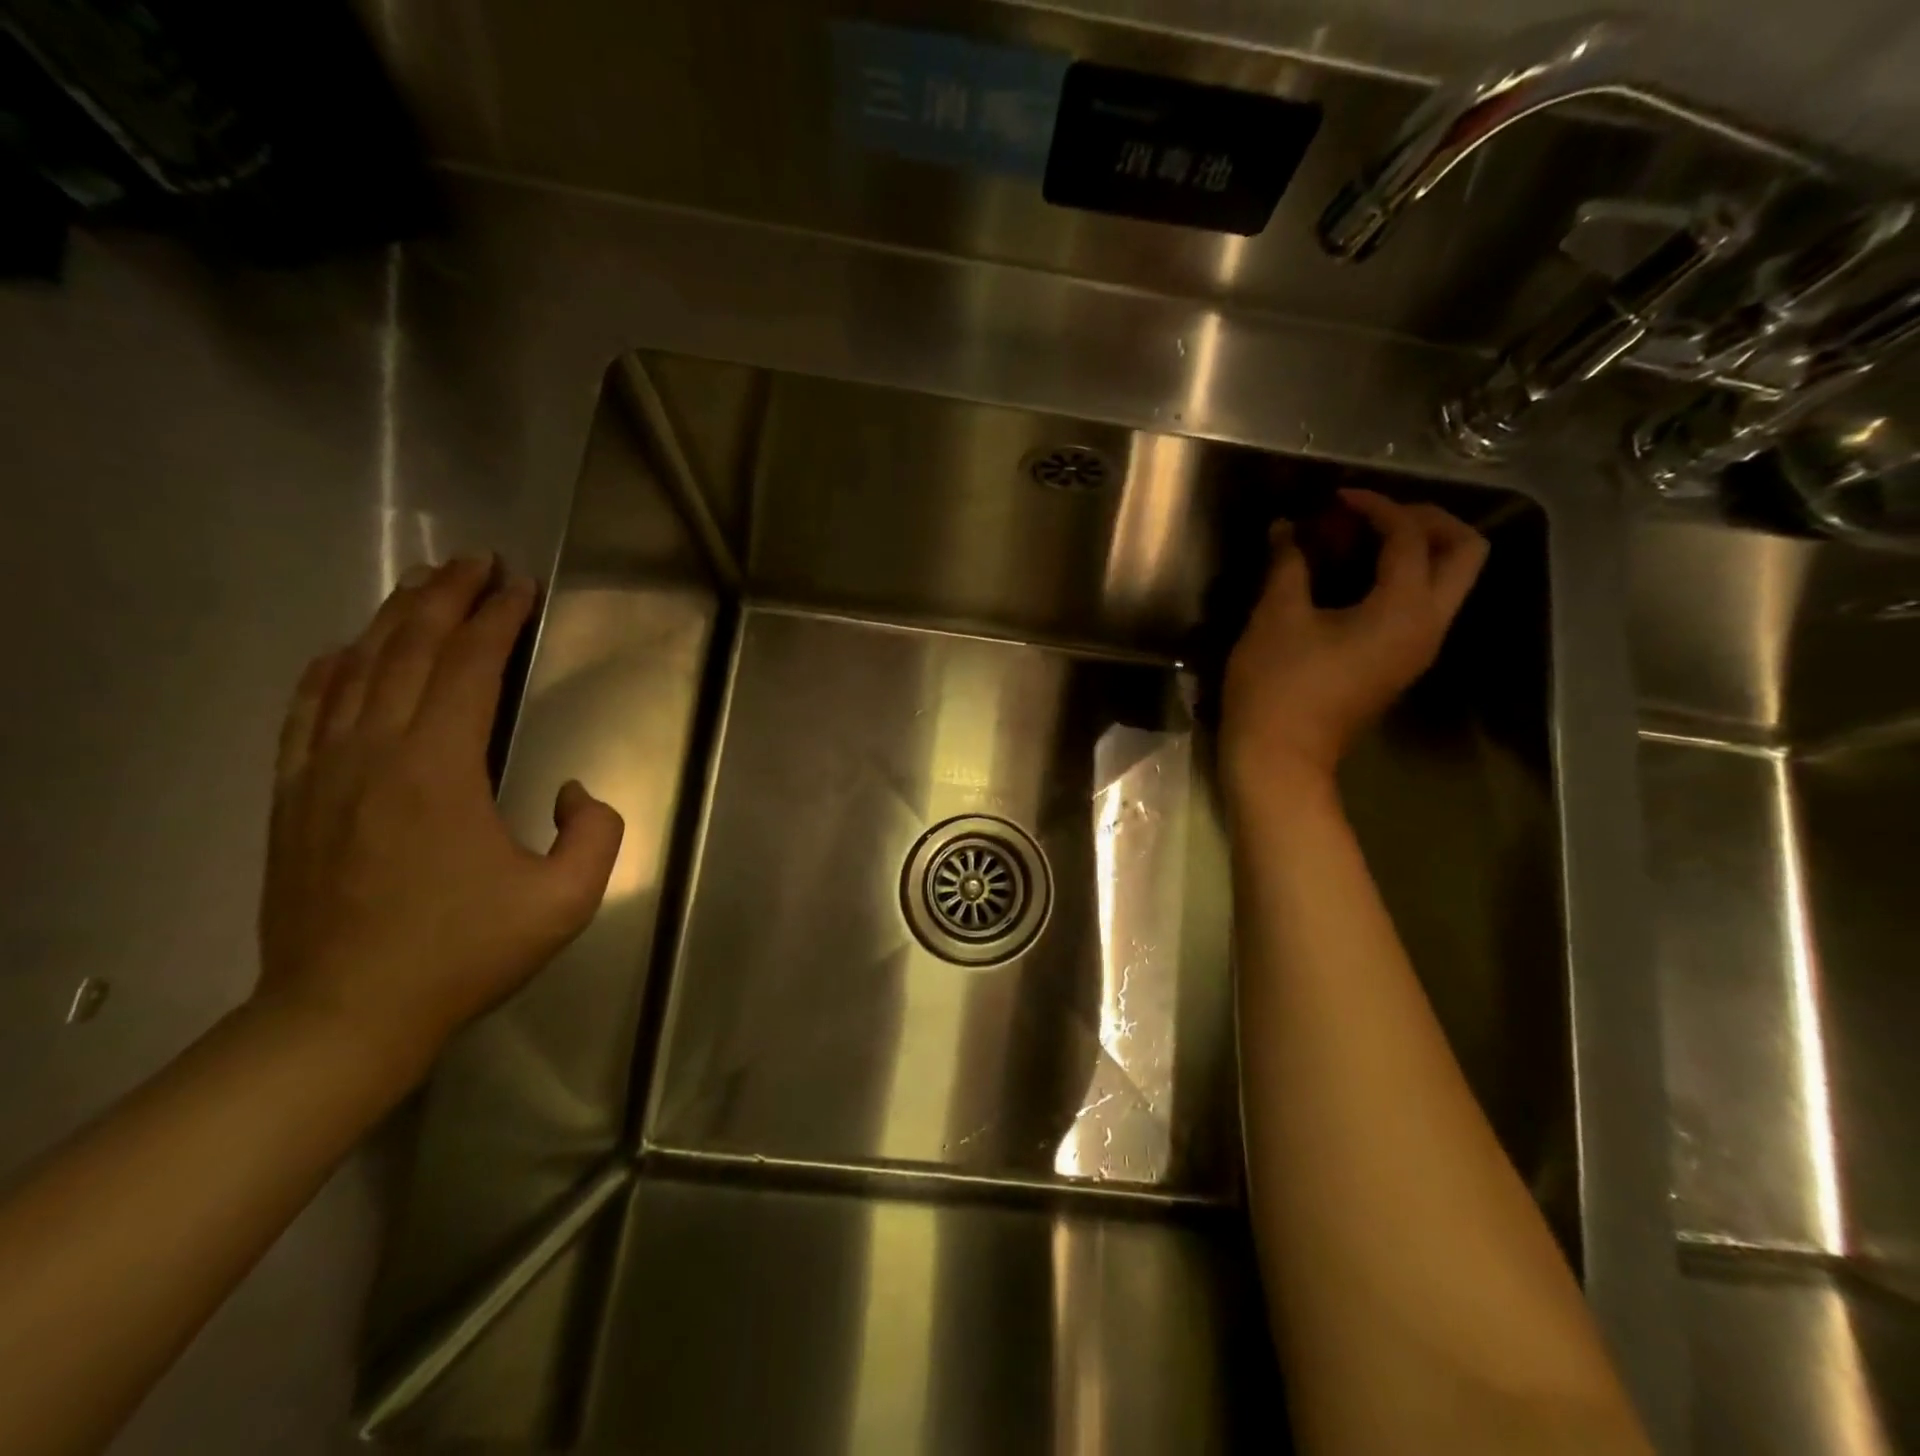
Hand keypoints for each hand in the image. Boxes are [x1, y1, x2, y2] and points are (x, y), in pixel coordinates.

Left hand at [256, 556, 622, 1081]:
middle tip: (477, 562)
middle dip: (446, 598)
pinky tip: (345, 649)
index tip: (522, 588)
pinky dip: (329, 668)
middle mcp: (374, 752)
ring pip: (355, 670)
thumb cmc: (462, 954)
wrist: (344, 1014)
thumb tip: (574, 791)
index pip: (470, 669)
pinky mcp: (294, 797)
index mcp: (438, 769)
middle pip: (409, 651)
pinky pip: (306, 711)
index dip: (499, 620)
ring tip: (424, 585)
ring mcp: (323, 772)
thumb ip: (596, 833)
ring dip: (394, 620)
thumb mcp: (565, 901)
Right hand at [1222, 489, 1487, 800]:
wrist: (1279, 758)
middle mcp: (1427, 626)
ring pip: (1448, 581)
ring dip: (1415, 550)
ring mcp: (1418, 649)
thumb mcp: (1276, 617)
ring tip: (1359, 542)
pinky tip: (1352, 578)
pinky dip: (1400, 579)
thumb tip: (1286, 528)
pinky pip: (1421, 606)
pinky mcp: (1399, 665)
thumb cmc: (1276, 686)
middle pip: (1463, 552)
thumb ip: (1287, 563)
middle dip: (1424, 521)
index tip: (1335, 498)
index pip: (1409, 536)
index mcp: (1404, 609)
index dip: (1374, 506)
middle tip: (1373, 515)